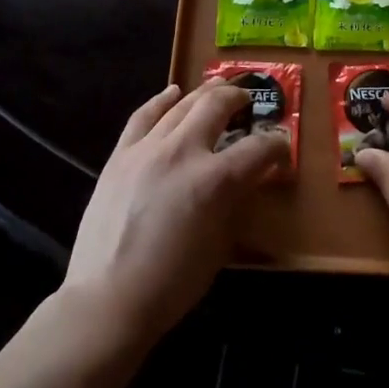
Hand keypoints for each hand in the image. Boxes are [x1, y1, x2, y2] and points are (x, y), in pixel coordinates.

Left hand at [63, 79, 288, 348]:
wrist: (108, 298)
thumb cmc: (173, 283)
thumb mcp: (221, 244)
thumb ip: (236, 202)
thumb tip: (248, 178)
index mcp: (215, 180)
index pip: (258, 148)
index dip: (276, 145)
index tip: (280, 148)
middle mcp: (183, 152)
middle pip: (217, 106)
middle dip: (239, 98)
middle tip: (247, 101)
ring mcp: (147, 149)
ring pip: (182, 105)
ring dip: (205, 93)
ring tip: (219, 88)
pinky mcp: (120, 155)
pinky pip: (143, 116)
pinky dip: (161, 100)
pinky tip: (173, 93)